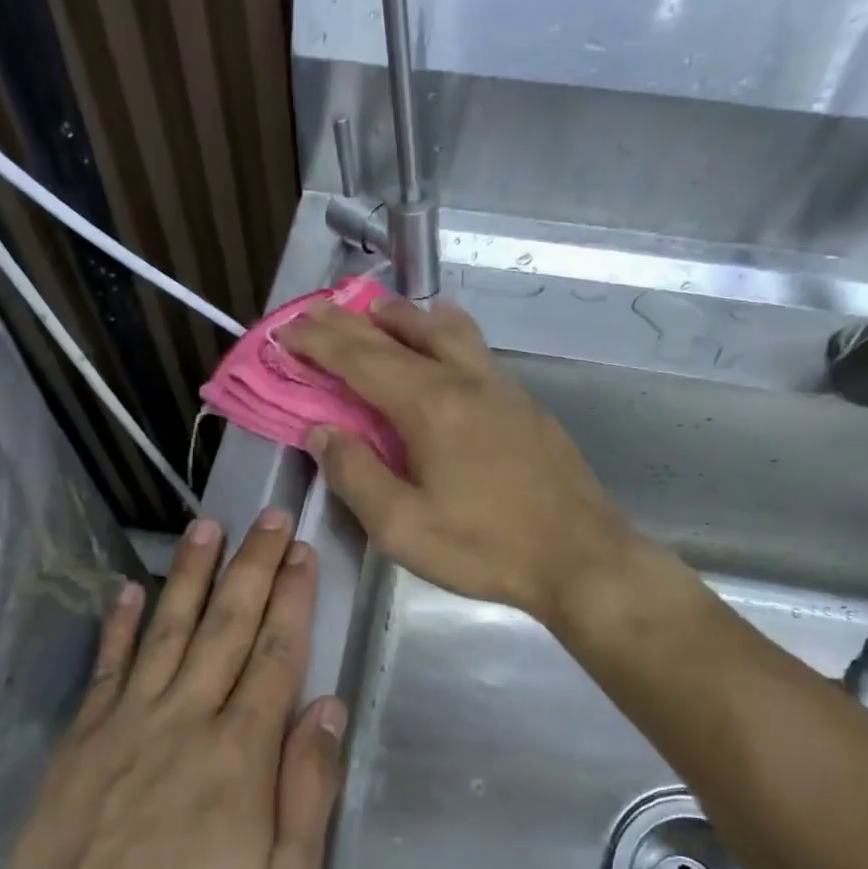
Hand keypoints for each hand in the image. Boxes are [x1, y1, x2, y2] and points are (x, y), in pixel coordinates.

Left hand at [0, 511, 346, 868]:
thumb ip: (309, 789)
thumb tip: (328, 707)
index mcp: (240, 752)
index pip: (275, 653)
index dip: (292, 598)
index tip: (302, 552)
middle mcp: (186, 718)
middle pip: (227, 625)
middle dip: (253, 565)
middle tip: (269, 516)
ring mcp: (127, 722)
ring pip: (169, 629)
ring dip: (191, 574)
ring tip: (207, 526)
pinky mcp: (82, 738)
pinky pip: (108, 666)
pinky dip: (120, 624)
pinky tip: (131, 588)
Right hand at [280, 296, 639, 622]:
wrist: (581, 557)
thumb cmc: (485, 548)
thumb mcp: (402, 527)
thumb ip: (355, 475)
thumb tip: (322, 432)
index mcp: (429, 406)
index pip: (360, 359)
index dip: (319, 342)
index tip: (286, 331)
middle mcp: (463, 380)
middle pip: (397, 336)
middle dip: (348, 322)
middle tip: (315, 311)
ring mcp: (500, 386)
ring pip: (444, 329)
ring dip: (402, 317)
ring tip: (376, 313)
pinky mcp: (523, 402)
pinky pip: (473, 347)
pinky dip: (442, 332)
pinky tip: (442, 341)